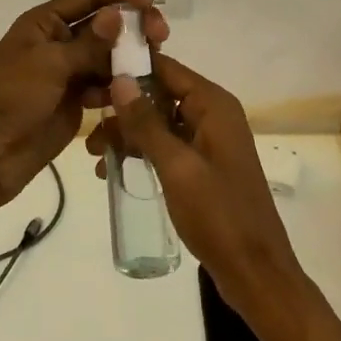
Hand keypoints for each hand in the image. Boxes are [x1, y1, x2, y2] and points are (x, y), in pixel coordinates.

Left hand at [0, 0, 169, 212]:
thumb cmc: (9, 97)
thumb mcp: (49, 64)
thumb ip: (89, 43)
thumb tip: (119, 13)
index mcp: (47, 21)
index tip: (150, 3)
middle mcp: (61, 41)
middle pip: (107, 25)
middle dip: (134, 27)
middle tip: (159, 38)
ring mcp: (69, 73)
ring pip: (110, 57)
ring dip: (131, 59)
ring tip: (150, 69)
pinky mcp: (76, 102)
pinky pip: (106, 87)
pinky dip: (120, 88)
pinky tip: (131, 95)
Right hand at [88, 54, 306, 316]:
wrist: (255, 273)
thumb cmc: (218, 214)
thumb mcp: (176, 166)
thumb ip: (146, 123)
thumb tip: (120, 79)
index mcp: (213, 105)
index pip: (166, 68)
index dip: (129, 68)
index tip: (91, 76)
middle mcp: (213, 114)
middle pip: (160, 93)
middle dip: (123, 106)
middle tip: (85, 119)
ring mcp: (209, 141)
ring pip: (159, 121)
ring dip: (127, 133)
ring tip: (95, 155)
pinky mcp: (203, 165)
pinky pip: (167, 145)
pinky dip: (142, 152)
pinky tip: (112, 170)